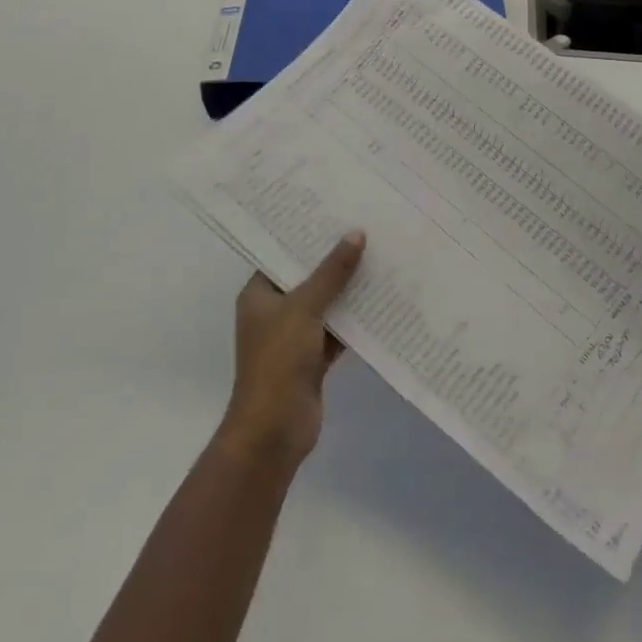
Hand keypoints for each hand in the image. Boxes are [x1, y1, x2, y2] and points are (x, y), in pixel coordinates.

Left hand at [214, 232, 365, 477]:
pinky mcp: (313, 358)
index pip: (282, 254)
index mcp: (259, 294)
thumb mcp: (305, 308)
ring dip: (348, 289)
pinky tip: (383, 300)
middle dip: (334, 259)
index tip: (335, 211)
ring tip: (380, 257)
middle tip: (366, 228)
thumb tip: (356, 234)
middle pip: (307, 277)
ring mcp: (294, 336)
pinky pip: (337, 329)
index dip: (306, 235)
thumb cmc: (278, 361)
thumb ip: (331, 272)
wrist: (275, 430)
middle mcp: (274, 311)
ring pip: (325, 304)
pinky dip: (355, 319)